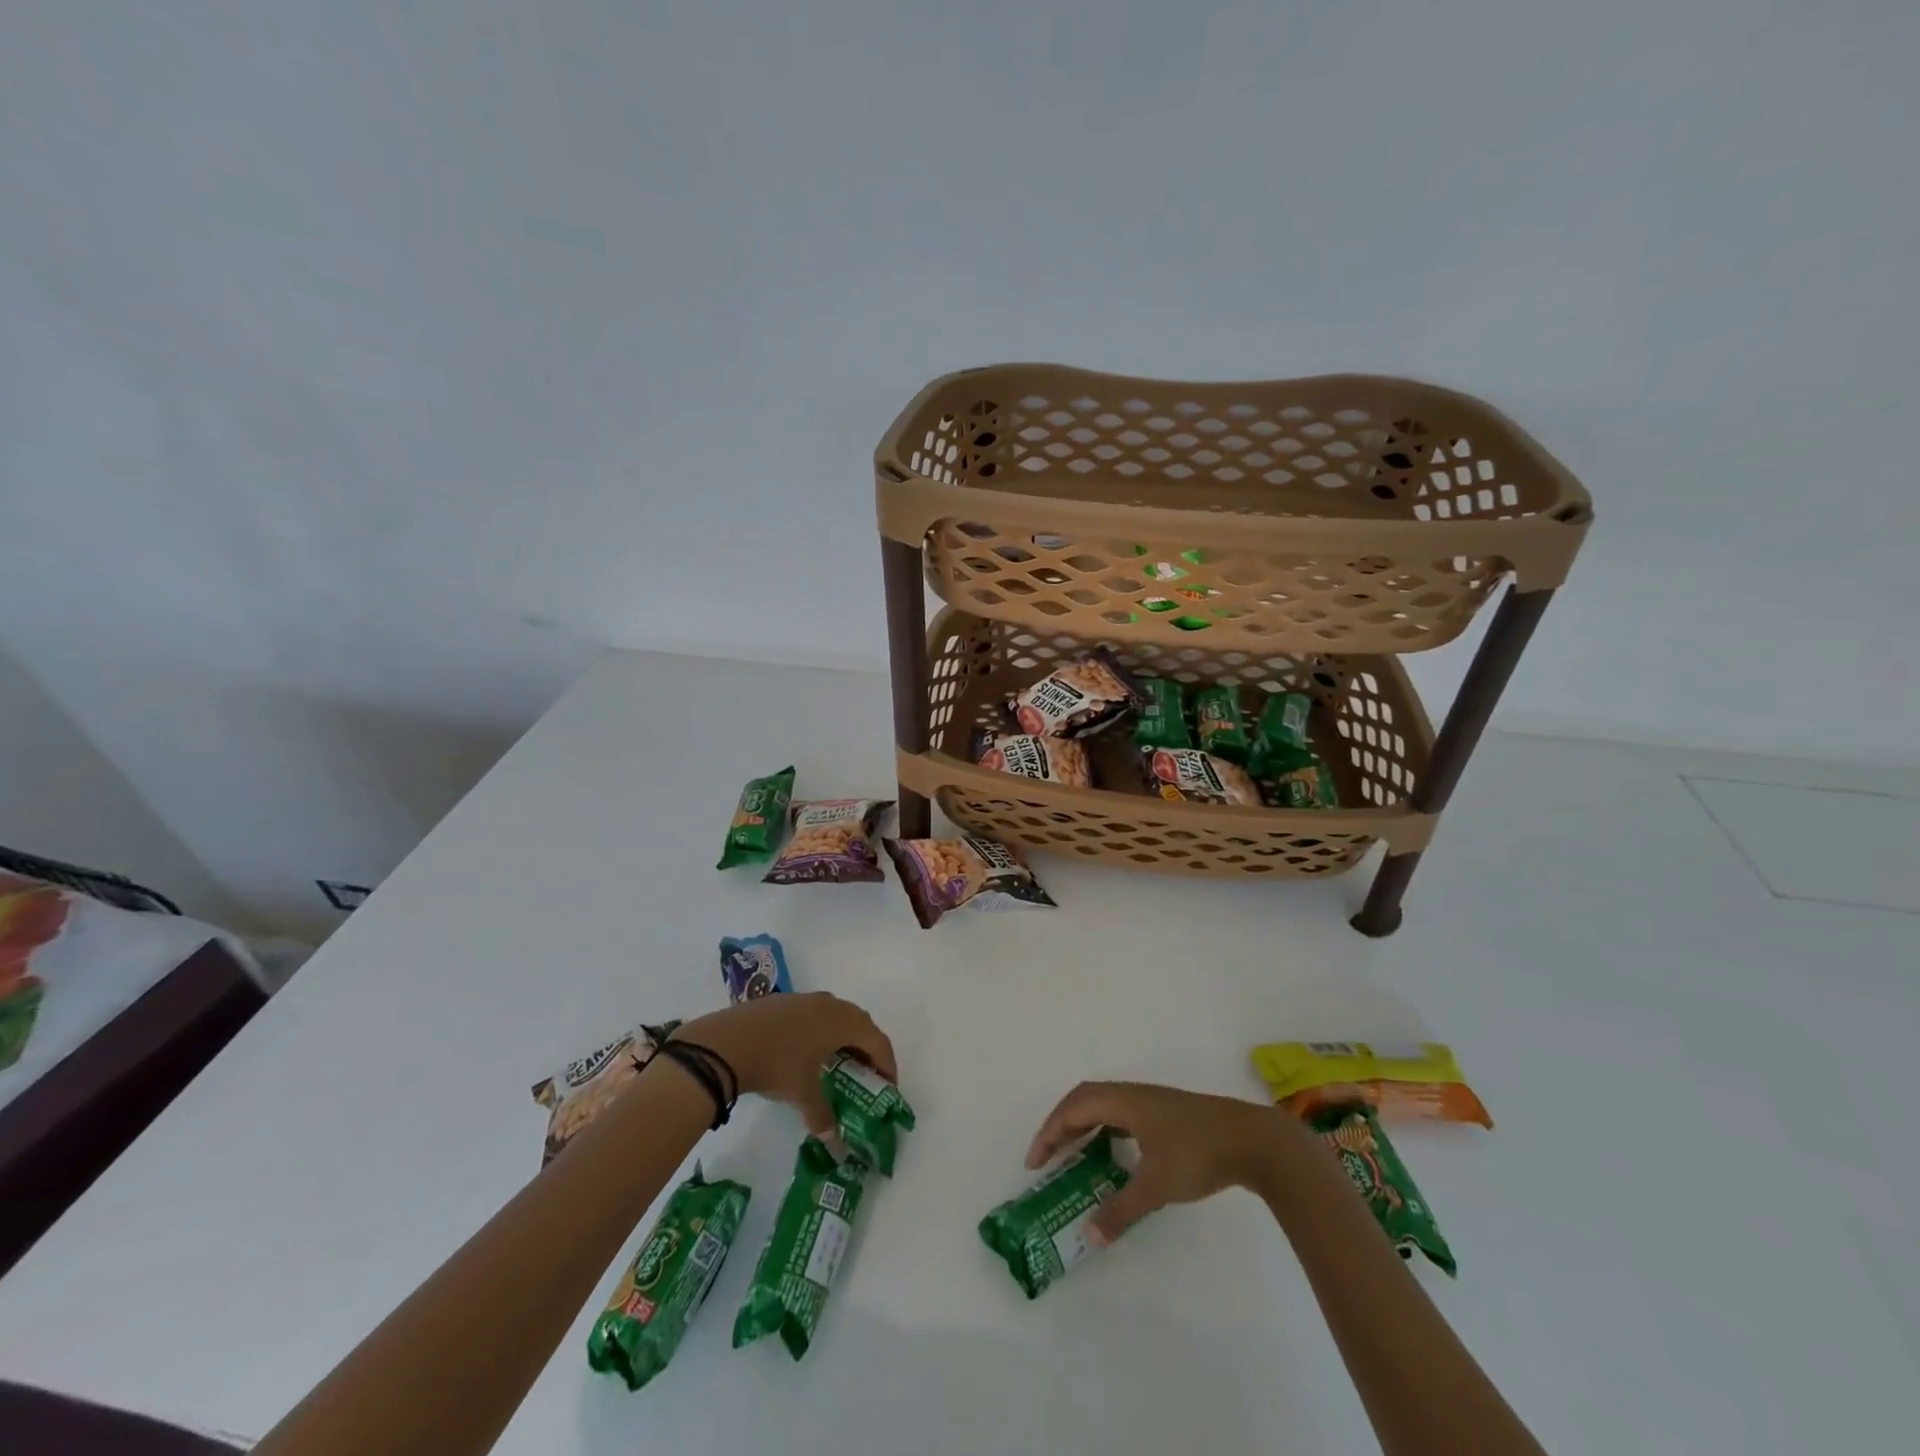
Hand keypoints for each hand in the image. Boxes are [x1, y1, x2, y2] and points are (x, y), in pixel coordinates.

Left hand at [676, 992, 897, 1139]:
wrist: (728, 1042)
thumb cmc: (777, 1065)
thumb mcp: (802, 1094)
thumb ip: (822, 1116)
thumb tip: (833, 1140)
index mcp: (844, 1022)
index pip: (878, 1041)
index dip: (887, 1064)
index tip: (888, 1087)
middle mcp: (831, 1004)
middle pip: (861, 1024)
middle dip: (868, 1049)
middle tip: (867, 1074)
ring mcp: (807, 999)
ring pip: (837, 1015)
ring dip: (845, 1037)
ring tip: (839, 1062)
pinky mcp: (785, 1001)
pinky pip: (816, 1014)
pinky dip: (822, 1031)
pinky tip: (807, 1051)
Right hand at [1027, 1081, 1291, 1246]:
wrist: (1253, 1140)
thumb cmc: (1198, 1154)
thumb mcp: (1156, 1186)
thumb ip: (1120, 1210)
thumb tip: (1088, 1237)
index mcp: (1123, 1101)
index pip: (1074, 1108)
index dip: (1050, 1131)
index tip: (1035, 1162)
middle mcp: (1133, 1094)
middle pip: (1085, 1100)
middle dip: (1062, 1126)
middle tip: (1048, 1157)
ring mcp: (1153, 1102)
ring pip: (1105, 1106)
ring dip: (1084, 1126)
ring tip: (1074, 1156)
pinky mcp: (1168, 1114)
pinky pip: (1122, 1114)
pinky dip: (1106, 1130)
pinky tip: (1114, 1155)